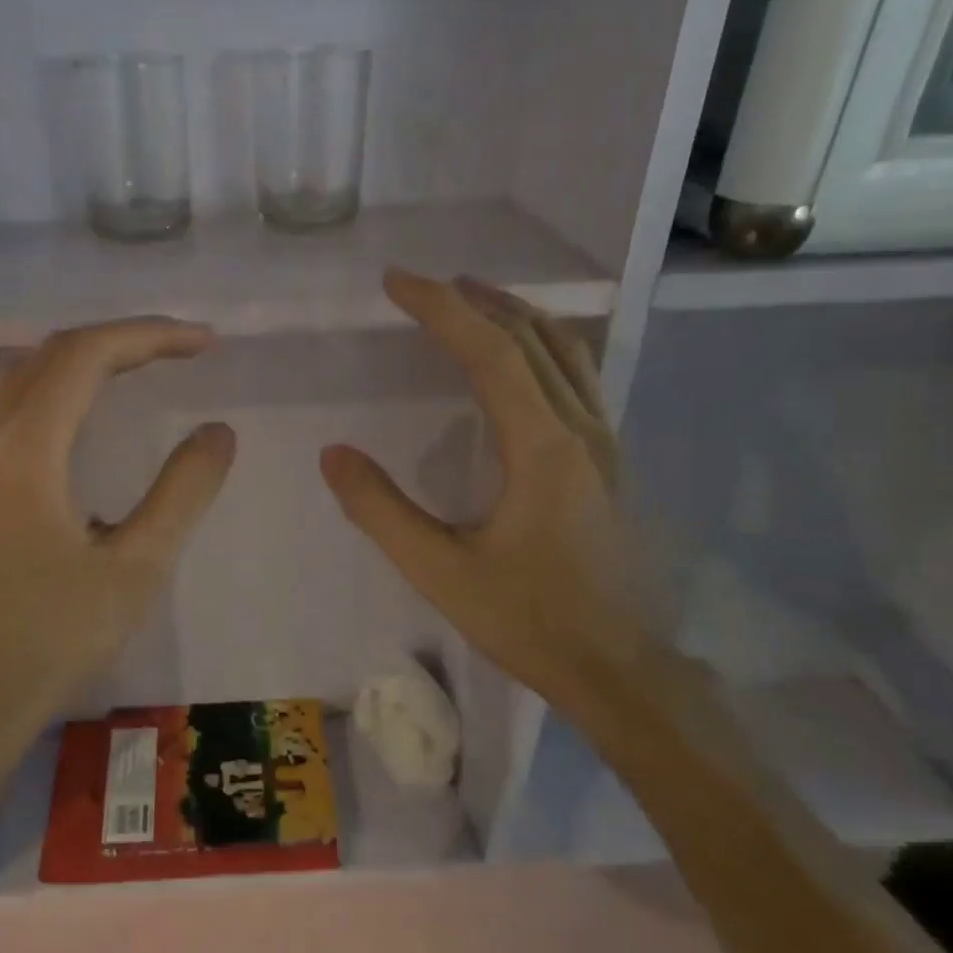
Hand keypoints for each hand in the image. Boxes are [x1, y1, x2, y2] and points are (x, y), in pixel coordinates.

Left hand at [0, 319, 235, 747]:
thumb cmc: (54, 639)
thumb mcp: (136, 568)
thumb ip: (182, 492)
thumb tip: (218, 432)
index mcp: (25, 451)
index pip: (87, 356)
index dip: (149, 336)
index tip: (204, 343)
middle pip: (51, 355)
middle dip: (120, 341)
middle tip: (180, 352)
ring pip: (23, 379)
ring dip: (83, 362)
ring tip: (139, 371)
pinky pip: (9, 411)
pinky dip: (56, 392)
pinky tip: (84, 423)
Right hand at [320, 270, 653, 723]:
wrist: (618, 669)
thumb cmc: (528, 621)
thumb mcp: (440, 572)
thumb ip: (381, 510)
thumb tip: (334, 454)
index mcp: (542, 447)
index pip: (491, 352)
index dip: (441, 308)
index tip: (397, 282)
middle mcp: (581, 430)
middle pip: (532, 338)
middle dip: (476, 301)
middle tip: (425, 286)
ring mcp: (604, 444)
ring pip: (566, 352)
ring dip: (516, 316)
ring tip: (471, 301)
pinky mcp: (609, 462)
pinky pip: (578, 378)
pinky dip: (541, 346)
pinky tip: (519, 360)